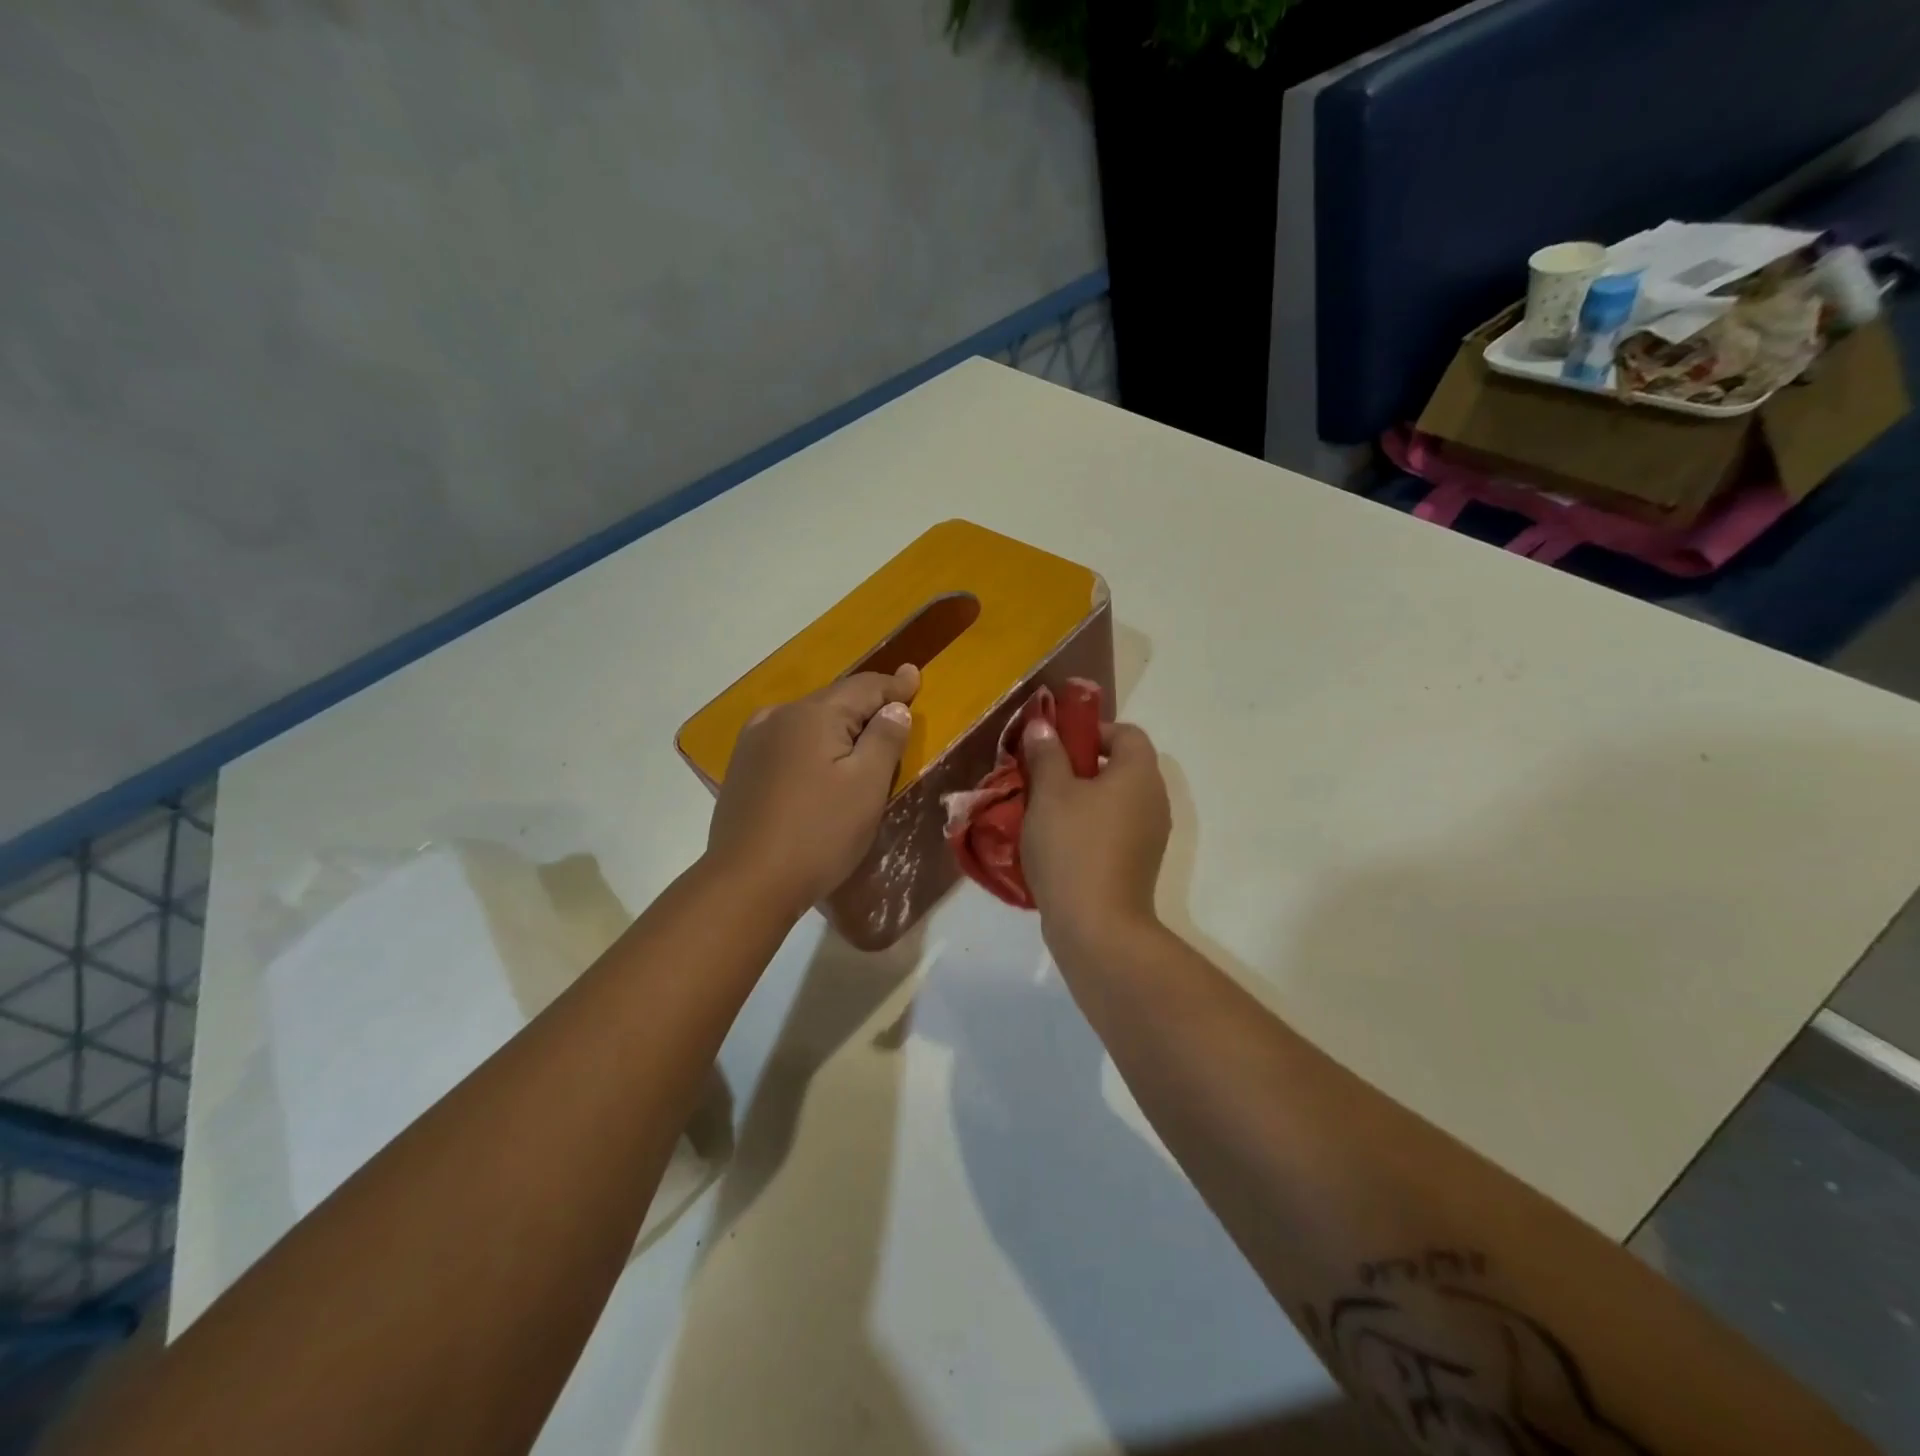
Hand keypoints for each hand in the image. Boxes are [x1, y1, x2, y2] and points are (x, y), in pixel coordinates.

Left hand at [706, 666, 919, 917]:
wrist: (748, 883)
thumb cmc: (819, 832)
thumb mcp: (867, 785)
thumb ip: (885, 738)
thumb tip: (893, 706)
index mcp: (813, 714)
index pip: (864, 687)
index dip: (894, 685)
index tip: (915, 676)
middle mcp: (779, 717)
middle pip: (834, 701)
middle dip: (867, 705)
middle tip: (896, 709)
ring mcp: (754, 742)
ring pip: (808, 722)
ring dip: (838, 726)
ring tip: (862, 737)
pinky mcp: (742, 769)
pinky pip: (788, 742)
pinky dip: (813, 744)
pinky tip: (821, 763)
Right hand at [1020, 716, 1171, 950]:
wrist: (1097, 927)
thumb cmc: (1073, 847)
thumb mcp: (1050, 793)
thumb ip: (1047, 754)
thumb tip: (1043, 726)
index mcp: (1139, 774)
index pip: (1126, 733)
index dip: (1092, 731)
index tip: (1057, 746)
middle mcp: (1154, 800)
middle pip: (1121, 767)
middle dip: (1080, 767)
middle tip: (1043, 778)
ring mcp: (1150, 835)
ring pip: (1115, 801)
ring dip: (1082, 799)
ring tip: (1044, 812)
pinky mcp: (1138, 863)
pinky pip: (1114, 830)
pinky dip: (1090, 827)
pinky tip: (1057, 844)